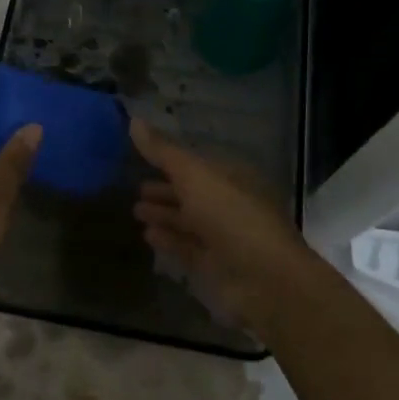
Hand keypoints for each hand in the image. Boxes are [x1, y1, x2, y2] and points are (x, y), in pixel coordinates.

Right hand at [130, 118, 326, 333]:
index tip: (140, 155)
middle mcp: (230, 203)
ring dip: (163, 214)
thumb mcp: (194, 175)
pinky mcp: (216, 265)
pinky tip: (147, 235)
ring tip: (135, 210)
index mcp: (232, 176)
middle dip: (165, 189)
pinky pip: (187, 247)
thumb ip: (163, 152)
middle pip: (192, 192)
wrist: (265, 279)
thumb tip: (133, 120)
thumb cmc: (231, 216)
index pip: (197, 163)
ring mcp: (224, 236)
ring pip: (188, 220)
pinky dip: (168, 239)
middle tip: (134, 187)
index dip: (169, 159)